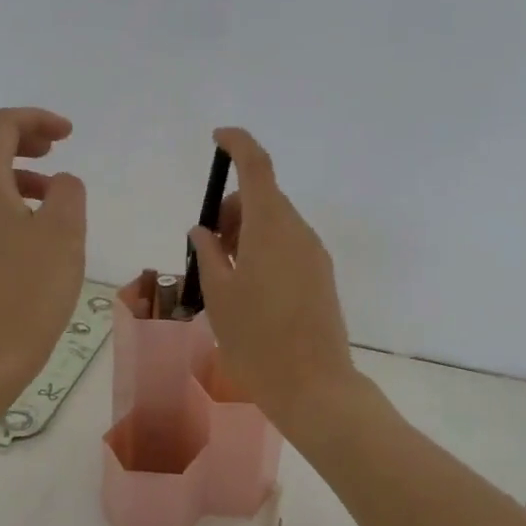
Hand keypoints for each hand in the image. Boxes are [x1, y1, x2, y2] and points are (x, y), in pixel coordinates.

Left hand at [0, 108, 86, 399]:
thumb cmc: (27, 292)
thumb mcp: (64, 234)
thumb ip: (67, 192)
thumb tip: (59, 182)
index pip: (0, 126)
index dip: (36, 120)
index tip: (69, 135)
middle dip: (16, 138)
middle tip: (52, 152)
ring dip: (10, 169)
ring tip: (49, 193)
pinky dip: (0, 197)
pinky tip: (28, 227)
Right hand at [187, 128, 357, 431]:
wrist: (314, 386)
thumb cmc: (257, 339)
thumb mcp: (218, 295)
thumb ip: (208, 253)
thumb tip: (204, 229)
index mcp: (271, 226)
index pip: (256, 165)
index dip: (237, 144)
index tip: (217, 139)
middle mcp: (298, 231)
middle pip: (263, 197)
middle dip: (231, 208)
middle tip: (207, 245)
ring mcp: (314, 254)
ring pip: (275, 223)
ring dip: (246, 231)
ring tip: (224, 274)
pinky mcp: (321, 276)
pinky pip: (288, 245)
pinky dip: (264, 248)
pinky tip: (248, 287)